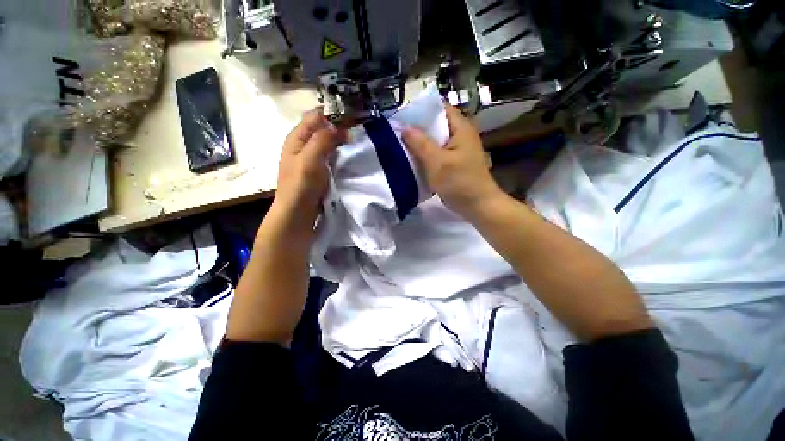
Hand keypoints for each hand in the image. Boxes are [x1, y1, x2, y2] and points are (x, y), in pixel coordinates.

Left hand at [274, 108, 346, 222]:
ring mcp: (311, 158)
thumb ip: (322, 139)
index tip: (353, 115)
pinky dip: (339, 151)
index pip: (316, 116)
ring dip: (340, 139)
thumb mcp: (310, 159)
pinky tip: (349, 154)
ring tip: (356, 140)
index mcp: (297, 137)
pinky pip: (330, 155)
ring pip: (327, 141)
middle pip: (322, 128)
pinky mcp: (318, 169)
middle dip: (339, 126)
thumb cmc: (301, 185)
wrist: (298, 212)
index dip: (333, 113)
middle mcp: (303, 144)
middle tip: (358, 129)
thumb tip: (337, 125)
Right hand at [402, 105, 501, 217]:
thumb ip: (421, 144)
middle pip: (435, 124)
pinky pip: (436, 154)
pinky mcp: (452, 163)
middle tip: (397, 131)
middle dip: (417, 127)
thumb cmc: (460, 182)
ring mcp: (456, 150)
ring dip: (419, 143)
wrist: (477, 206)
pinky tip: (412, 159)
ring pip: (434, 141)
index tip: (402, 115)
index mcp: (460, 128)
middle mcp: (459, 135)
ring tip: (400, 143)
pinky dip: (425, 155)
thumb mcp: (438, 162)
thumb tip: (404, 127)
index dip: (421, 109)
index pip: (440, 108)